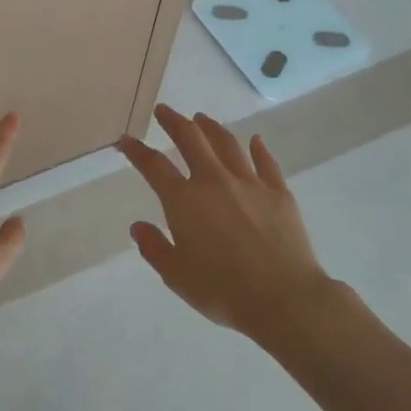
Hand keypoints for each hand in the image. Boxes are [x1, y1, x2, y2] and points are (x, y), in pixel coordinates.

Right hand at [117, 105, 331, 337]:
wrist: (284, 298)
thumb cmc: (223, 291)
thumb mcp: (176, 276)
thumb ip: (155, 248)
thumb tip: (138, 226)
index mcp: (184, 201)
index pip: (154, 166)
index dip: (137, 151)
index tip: (127, 140)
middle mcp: (214, 182)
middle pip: (191, 140)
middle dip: (174, 122)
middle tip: (164, 111)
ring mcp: (250, 184)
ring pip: (227, 144)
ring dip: (211, 128)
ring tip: (202, 118)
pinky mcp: (279, 193)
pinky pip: (266, 162)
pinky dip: (258, 149)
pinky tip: (255, 141)